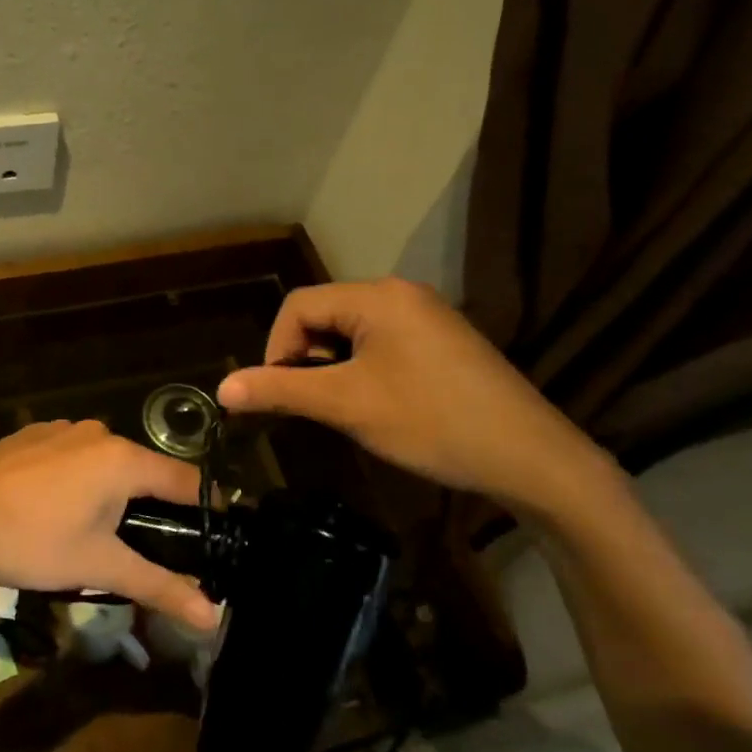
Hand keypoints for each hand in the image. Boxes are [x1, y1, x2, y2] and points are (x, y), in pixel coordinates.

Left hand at [0, 420, 219, 629]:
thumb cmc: (29, 542)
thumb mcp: (98, 567)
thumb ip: (159, 586)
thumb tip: (212, 617)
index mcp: (123, 458)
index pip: (186, 480)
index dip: (204, 512)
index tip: (210, 542)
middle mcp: (98, 432)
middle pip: (145, 472)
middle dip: (151, 510)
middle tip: (144, 552)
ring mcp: (62, 429)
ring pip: (107, 465)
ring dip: (112, 497)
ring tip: (94, 538)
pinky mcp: (33, 435)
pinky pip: (74, 458)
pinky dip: (79, 483)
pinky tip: (54, 513)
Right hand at [216, 278, 612, 513]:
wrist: (529, 457)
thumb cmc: (431, 422)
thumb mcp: (347, 405)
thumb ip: (281, 390)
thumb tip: (222, 388)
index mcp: (377, 296)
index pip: (298, 306)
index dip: (276, 349)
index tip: (279, 395)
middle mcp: (401, 294)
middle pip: (324, 314)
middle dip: (305, 358)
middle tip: (312, 404)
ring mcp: (426, 316)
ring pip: (351, 331)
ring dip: (332, 366)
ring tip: (342, 408)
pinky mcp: (441, 341)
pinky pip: (381, 342)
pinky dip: (361, 368)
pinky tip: (376, 403)